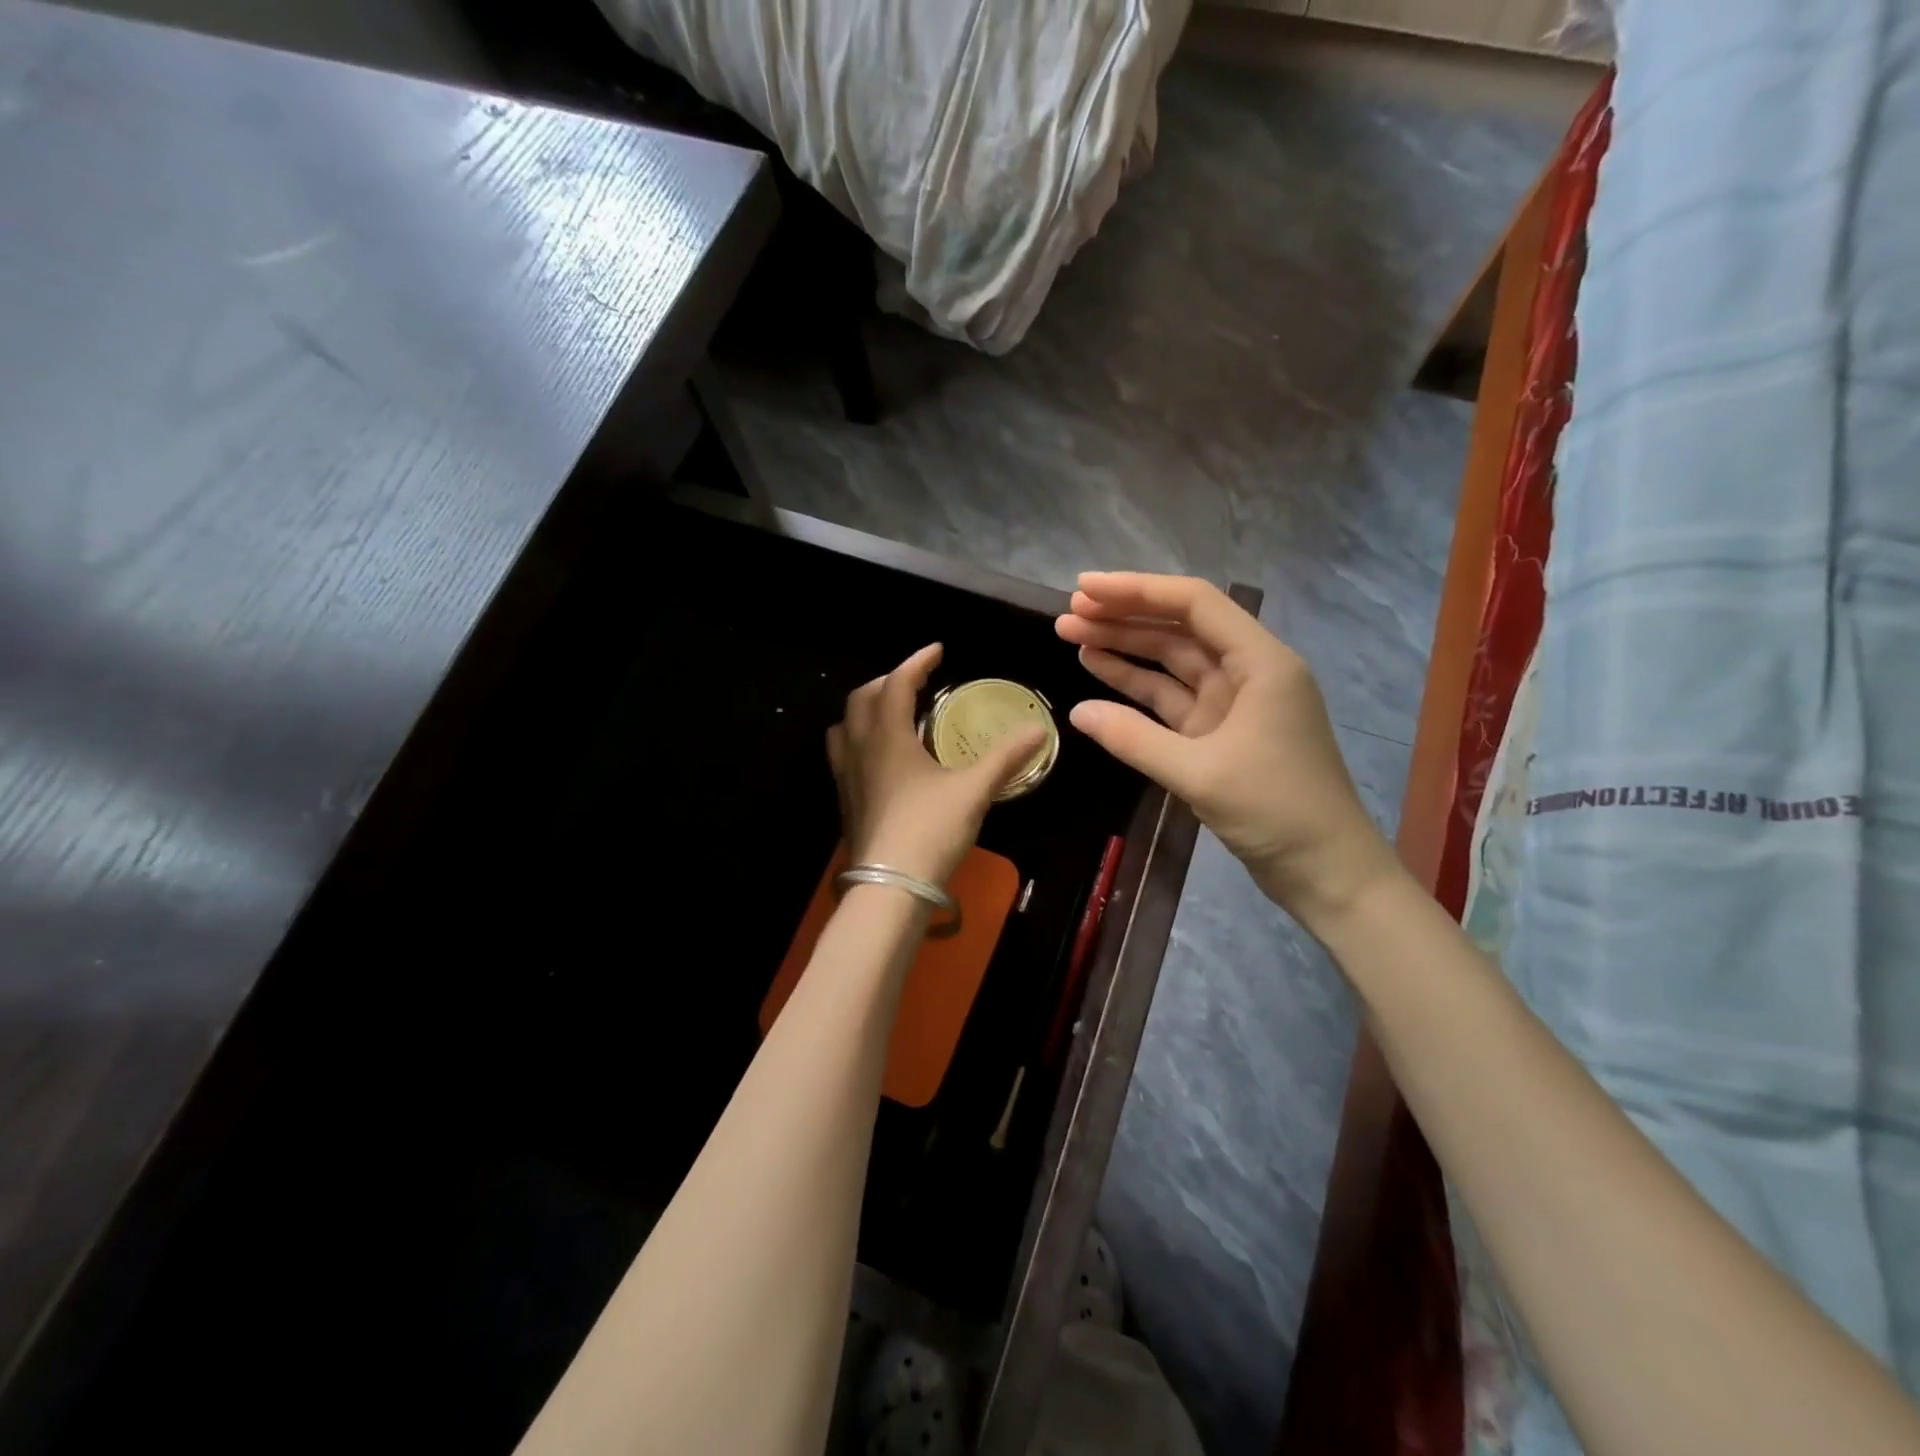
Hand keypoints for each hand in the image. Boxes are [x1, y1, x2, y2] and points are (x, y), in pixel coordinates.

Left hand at [826, 644, 1046, 889]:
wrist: (889, 887)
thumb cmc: (930, 831)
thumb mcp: (974, 791)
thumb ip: (1005, 758)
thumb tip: (1039, 730)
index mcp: (888, 737)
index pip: (897, 684)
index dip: (917, 663)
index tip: (938, 651)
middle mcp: (860, 750)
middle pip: (862, 699)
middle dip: (889, 682)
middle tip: (916, 682)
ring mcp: (847, 777)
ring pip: (845, 726)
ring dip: (867, 710)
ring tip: (893, 714)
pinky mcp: (846, 802)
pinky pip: (844, 755)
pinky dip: (861, 740)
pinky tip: (884, 761)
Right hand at [1056, 573, 1401, 932]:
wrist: (1324, 870)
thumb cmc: (1277, 811)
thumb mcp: (1200, 773)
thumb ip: (1134, 739)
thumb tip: (1077, 713)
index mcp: (1261, 662)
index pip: (1194, 604)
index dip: (1137, 591)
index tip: (1085, 590)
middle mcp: (1248, 672)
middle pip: (1179, 630)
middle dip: (1123, 618)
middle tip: (1067, 616)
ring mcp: (1232, 704)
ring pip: (1171, 664)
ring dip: (1125, 650)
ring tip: (1073, 638)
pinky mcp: (1219, 734)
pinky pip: (1171, 700)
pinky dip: (1137, 690)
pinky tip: (1099, 678)